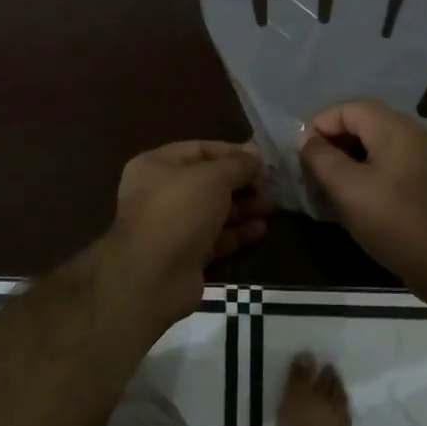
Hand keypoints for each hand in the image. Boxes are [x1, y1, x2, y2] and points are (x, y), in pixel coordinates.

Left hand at [104, 141, 270, 324]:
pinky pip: (215, 238)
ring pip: (213, 211)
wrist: (153, 276)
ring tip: (273, 205)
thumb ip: (237, 164)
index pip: (198, 149)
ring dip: (243, 207)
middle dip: (241, 182)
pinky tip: (262, 229)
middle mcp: (160, 193)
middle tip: (273, 183)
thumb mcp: (213, 178)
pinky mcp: (185, 256)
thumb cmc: (179, 210)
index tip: (262, 158)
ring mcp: (171, 226)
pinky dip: (237, 232)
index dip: (231, 151)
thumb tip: (256, 153)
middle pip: (207, 182)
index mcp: (156, 166)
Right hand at [298, 100, 426, 293]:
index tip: (303, 155)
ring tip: (329, 185)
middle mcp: (413, 132)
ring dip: (348, 158)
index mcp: (395, 128)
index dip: (320, 126)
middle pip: (363, 123)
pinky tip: (355, 196)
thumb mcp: (346, 188)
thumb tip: (306, 139)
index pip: (348, 108)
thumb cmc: (392, 220)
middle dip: (332, 143)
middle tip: (312, 171)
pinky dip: (368, 170)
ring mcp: (425, 155)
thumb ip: (320, 157)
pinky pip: (390, 161)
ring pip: (376, 144)